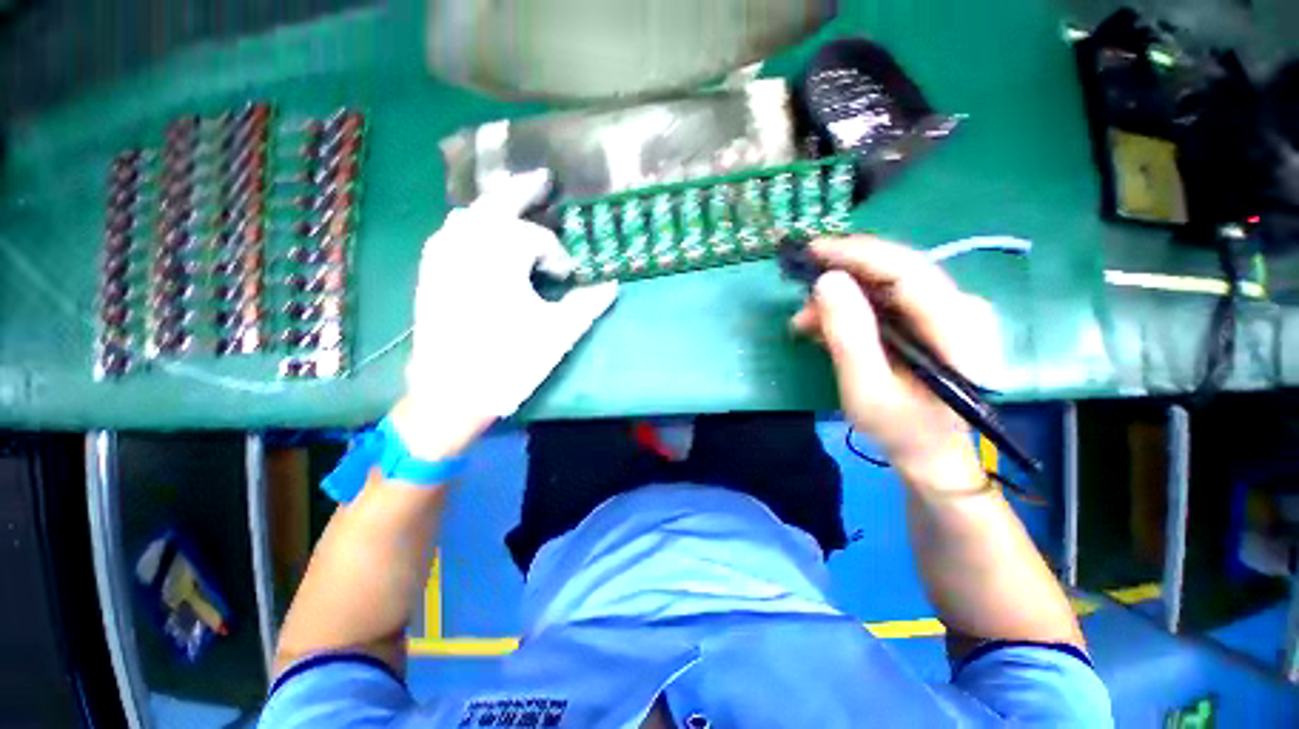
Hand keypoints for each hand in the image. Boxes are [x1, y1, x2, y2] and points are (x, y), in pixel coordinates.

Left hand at [391, 170, 617, 459]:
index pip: (537, 240)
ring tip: (516, 205)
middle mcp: (466, 245)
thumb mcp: (558, 333)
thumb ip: (588, 304)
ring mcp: (442, 257)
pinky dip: (469, 224)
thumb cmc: (509, 361)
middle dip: (522, 190)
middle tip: (544, 179)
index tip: (568, 277)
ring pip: (469, 214)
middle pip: (496, 204)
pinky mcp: (430, 273)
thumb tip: (612, 284)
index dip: (558, 256)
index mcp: (499, 256)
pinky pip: (450, 233)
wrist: (451, 393)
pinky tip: (480, 232)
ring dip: (494, 206)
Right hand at [792, 236, 999, 486]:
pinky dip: (853, 307)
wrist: (930, 451)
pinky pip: (888, 298)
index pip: (906, 270)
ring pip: (887, 283)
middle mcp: (964, 308)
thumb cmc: (899, 428)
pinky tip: (826, 325)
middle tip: (800, 293)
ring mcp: (953, 311)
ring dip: (842, 296)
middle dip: (842, 277)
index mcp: (959, 329)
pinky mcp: (936, 317)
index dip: (857, 254)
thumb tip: (827, 281)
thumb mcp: (865, 389)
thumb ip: (848, 335)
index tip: (812, 250)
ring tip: (806, 322)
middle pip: (896, 271)